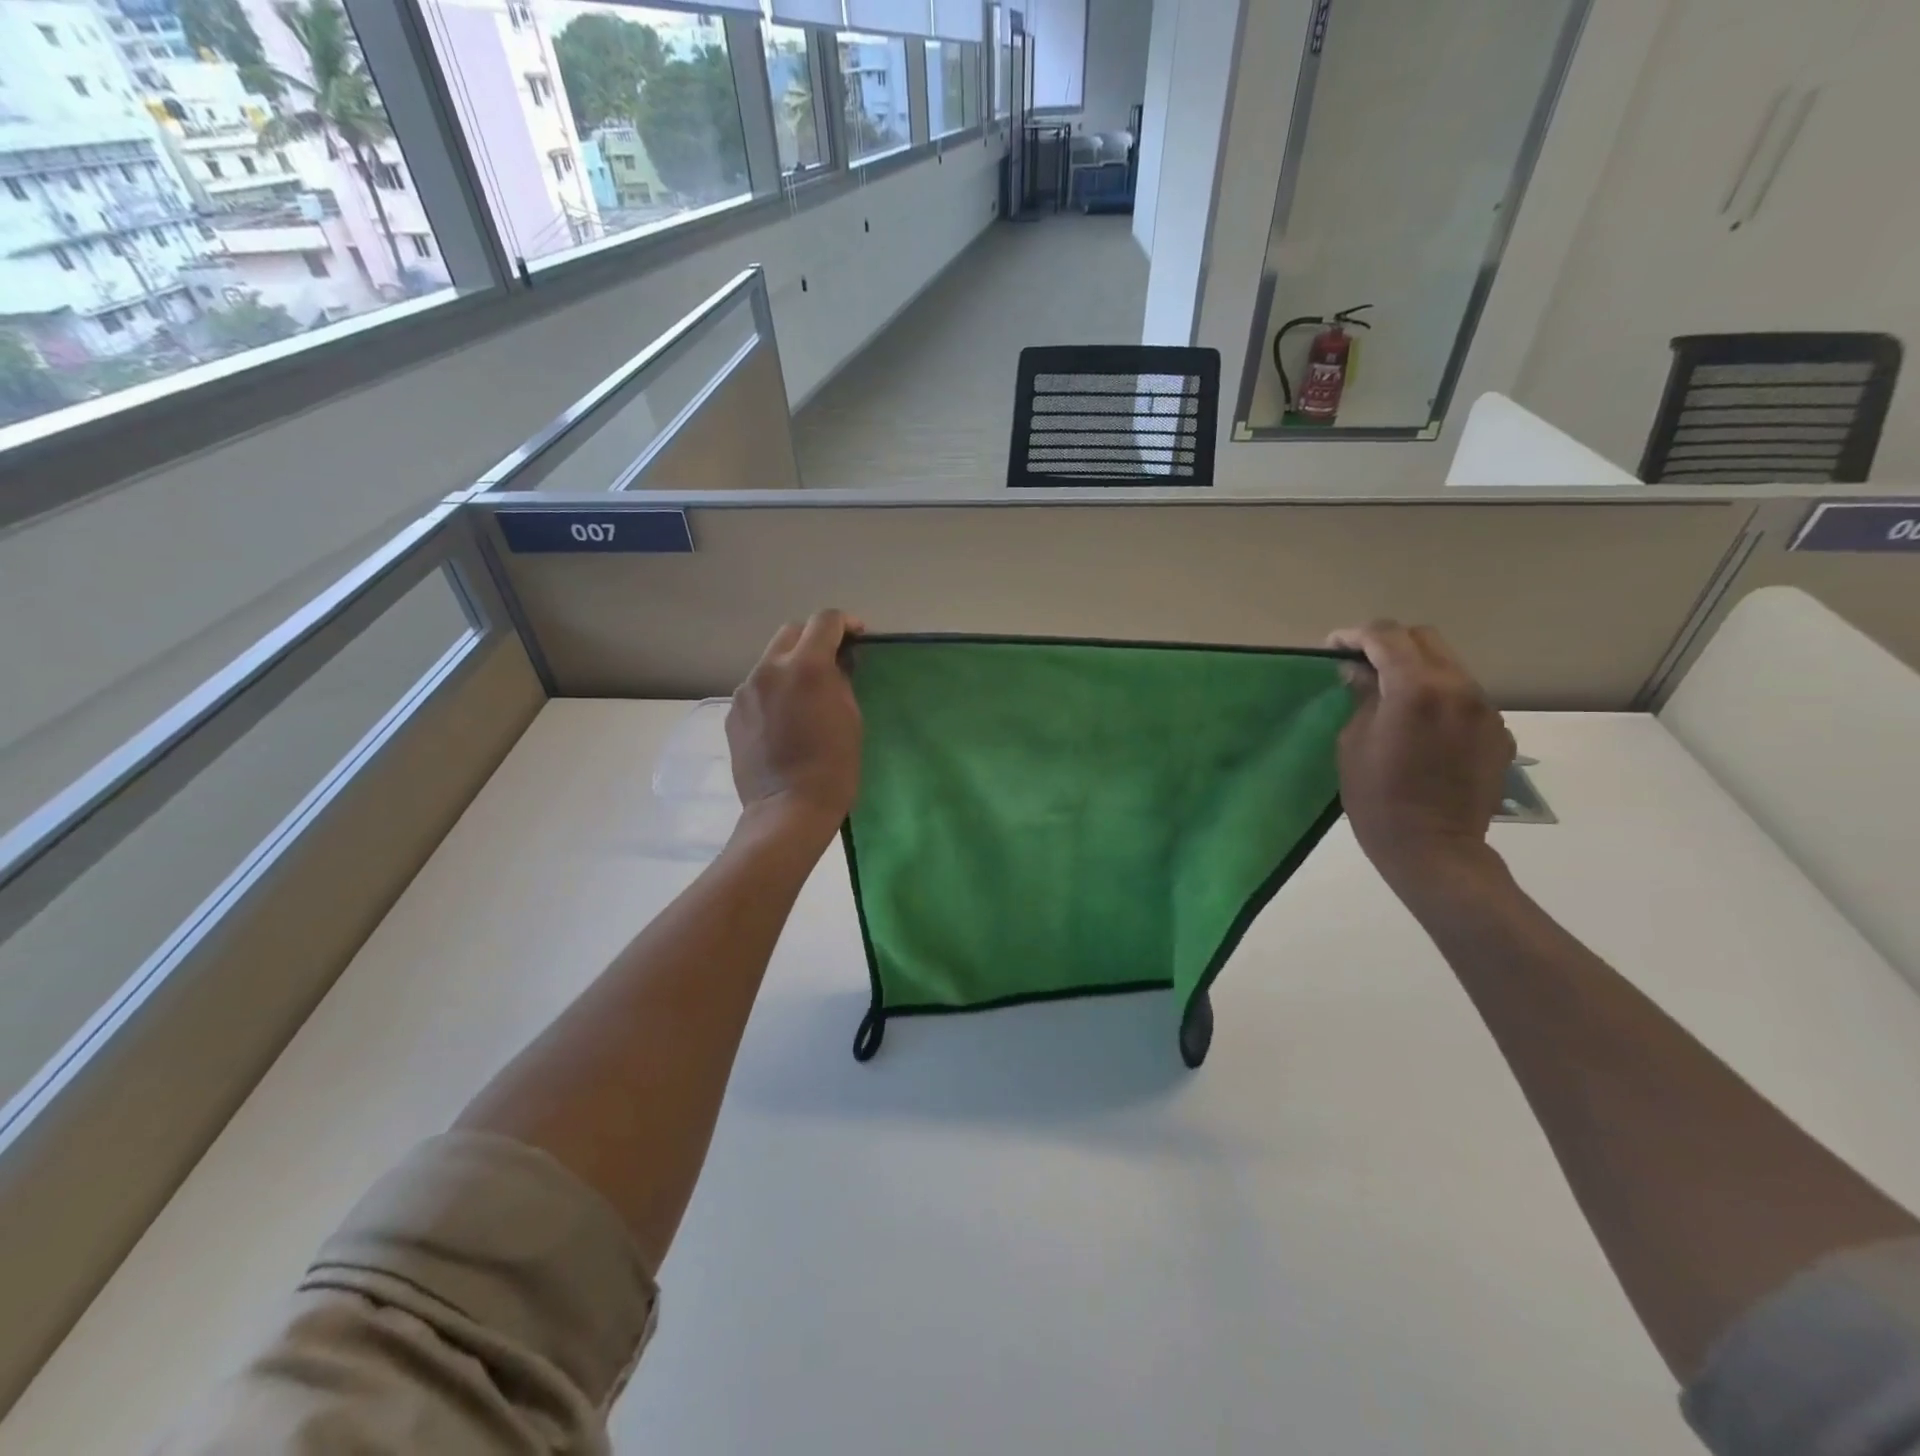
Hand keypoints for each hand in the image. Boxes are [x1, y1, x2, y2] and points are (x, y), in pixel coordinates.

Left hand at [727, 609, 864, 841]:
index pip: (824, 621)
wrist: (788, 810)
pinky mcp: (733, 713)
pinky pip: (757, 689)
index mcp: (806, 667)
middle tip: (832, 661)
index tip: (858, 637)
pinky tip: (785, 719)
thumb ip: (841, 681)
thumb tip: (836, 664)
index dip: (845, 623)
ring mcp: (746, 691)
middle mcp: (769, 669)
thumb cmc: (833, 768)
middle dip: (814, 639)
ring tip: (806, 694)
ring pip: (771, 660)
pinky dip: (774, 691)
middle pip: (792, 632)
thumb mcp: (851, 718)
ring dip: (791, 666)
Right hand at [1325, 621, 1514, 895]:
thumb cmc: (1377, 798)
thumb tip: (1360, 673)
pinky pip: (1465, 698)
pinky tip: (1421, 726)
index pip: (1386, 636)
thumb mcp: (1353, 743)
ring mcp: (1485, 709)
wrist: (1433, 848)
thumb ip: (1362, 698)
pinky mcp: (1498, 732)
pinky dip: (1438, 697)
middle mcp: (1458, 688)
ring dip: (1416, 669)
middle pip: (1424, 639)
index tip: (1333, 648)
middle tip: (1361, 663)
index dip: (1355, 635)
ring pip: (1449, 666)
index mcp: (1416, 688)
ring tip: (1391, 694)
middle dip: (1389, 643)